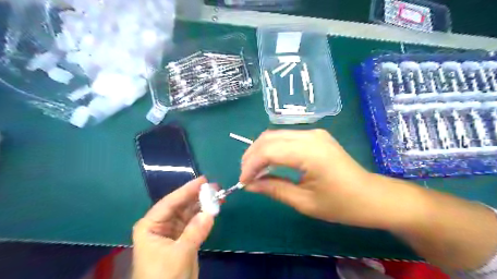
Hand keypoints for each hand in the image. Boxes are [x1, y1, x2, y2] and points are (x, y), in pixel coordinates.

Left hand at [133, 176, 213, 278]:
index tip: (203, 180)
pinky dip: (205, 217)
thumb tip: (210, 212)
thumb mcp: (179, 254)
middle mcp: (161, 224)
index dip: (187, 190)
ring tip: (218, 196)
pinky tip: (214, 209)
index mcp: (151, 225)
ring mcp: (173, 231)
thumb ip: (194, 232)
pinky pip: (195, 223)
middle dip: (198, 196)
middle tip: (215, 187)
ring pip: (190, 213)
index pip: (170, 202)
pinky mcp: (184, 238)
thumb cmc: (162, 277)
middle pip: (181, 205)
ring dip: (203, 205)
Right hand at [238, 128, 413, 228]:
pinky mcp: (315, 136)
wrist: (372, 196)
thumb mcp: (304, 202)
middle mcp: (310, 136)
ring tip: (254, 170)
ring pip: (275, 134)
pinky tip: (269, 162)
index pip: (269, 150)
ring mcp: (313, 133)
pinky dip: (272, 148)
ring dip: (260, 150)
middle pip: (268, 138)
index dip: (251, 165)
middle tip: (246, 175)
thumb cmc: (342, 204)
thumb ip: (274, 189)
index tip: (243, 182)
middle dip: (251, 155)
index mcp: (310, 152)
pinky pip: (285, 137)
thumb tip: (249, 184)